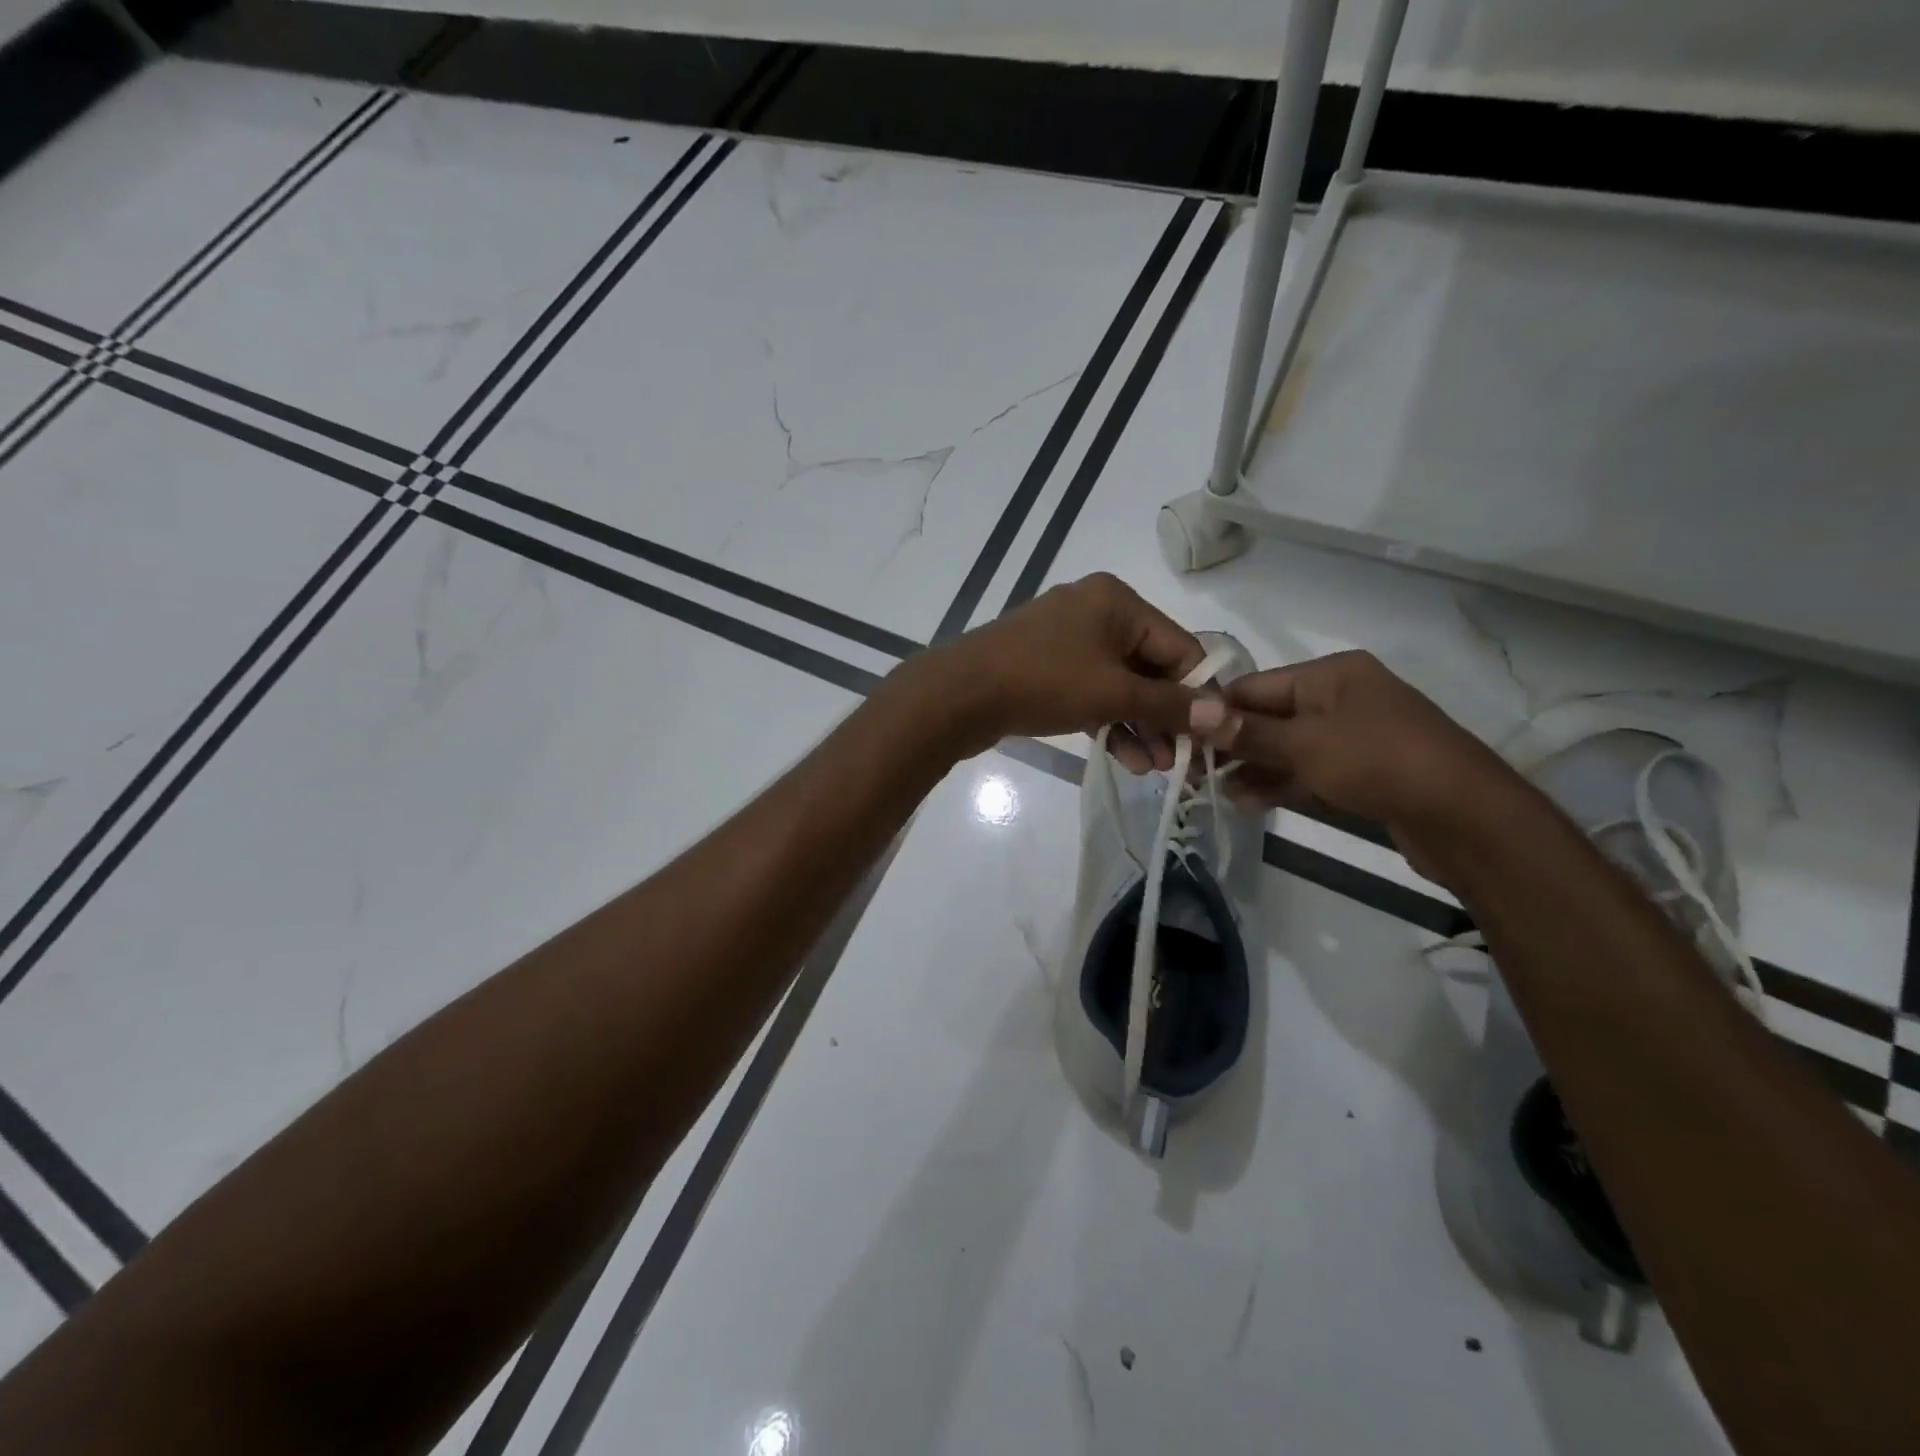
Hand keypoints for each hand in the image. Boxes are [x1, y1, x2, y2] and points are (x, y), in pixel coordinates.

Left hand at [915, 574, 1206, 764]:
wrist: (958, 695)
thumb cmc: (1042, 682)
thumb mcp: (1113, 694)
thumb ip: (1171, 704)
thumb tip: (1228, 717)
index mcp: (1117, 601)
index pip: (1180, 646)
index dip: (1201, 693)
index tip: (1216, 736)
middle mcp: (1095, 611)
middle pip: (1151, 666)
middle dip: (1167, 716)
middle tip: (1182, 761)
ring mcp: (1067, 640)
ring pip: (1120, 684)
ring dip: (1141, 725)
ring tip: (1156, 769)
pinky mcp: (1047, 667)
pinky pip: (1092, 692)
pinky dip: (1109, 720)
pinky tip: (1127, 758)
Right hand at [1201, 650, 1519, 872]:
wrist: (1464, 816)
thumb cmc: (1378, 761)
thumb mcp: (1305, 744)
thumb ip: (1248, 732)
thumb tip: (1194, 713)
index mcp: (1331, 674)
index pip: (1256, 685)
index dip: (1217, 711)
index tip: (1182, 737)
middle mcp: (1342, 697)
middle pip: (1271, 716)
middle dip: (1233, 743)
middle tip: (1193, 770)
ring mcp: (1354, 736)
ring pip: (1288, 747)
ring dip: (1253, 768)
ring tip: (1215, 791)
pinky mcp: (1363, 771)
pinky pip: (1309, 771)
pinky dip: (1280, 782)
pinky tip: (1248, 801)